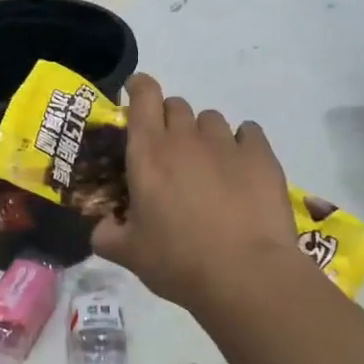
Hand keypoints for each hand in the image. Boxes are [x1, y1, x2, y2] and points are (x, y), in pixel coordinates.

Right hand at [92, 74, 304, 309]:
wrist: (245, 275)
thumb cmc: (178, 261)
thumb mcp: (129, 254)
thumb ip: (107, 234)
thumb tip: (102, 227)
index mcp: (148, 153)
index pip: (143, 96)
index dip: (139, 88)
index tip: (136, 95)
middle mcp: (186, 138)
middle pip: (176, 106)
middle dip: (169, 120)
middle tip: (170, 154)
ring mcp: (226, 144)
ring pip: (211, 119)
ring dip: (204, 134)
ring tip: (208, 166)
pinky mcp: (261, 156)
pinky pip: (248, 132)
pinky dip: (241, 143)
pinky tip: (241, 168)